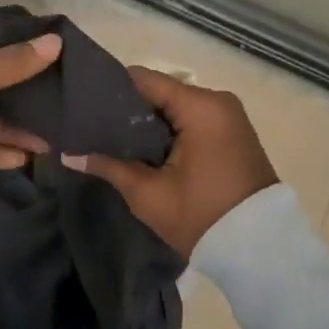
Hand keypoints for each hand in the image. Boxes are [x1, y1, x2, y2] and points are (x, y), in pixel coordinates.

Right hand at [62, 67, 276, 256]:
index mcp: (200, 106)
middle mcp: (217, 100)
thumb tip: (69, 155)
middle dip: (126, 108)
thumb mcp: (149, 194)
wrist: (260, 249)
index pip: (144, 79)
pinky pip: (191, 119)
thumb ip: (109, 166)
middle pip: (159, 91)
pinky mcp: (231, 132)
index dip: (111, 89)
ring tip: (111, 137)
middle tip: (91, 125)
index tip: (83, 104)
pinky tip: (143, 147)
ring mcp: (228, 115)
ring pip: (174, 106)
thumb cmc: (202, 216)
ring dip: (147, 121)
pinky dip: (168, 129)